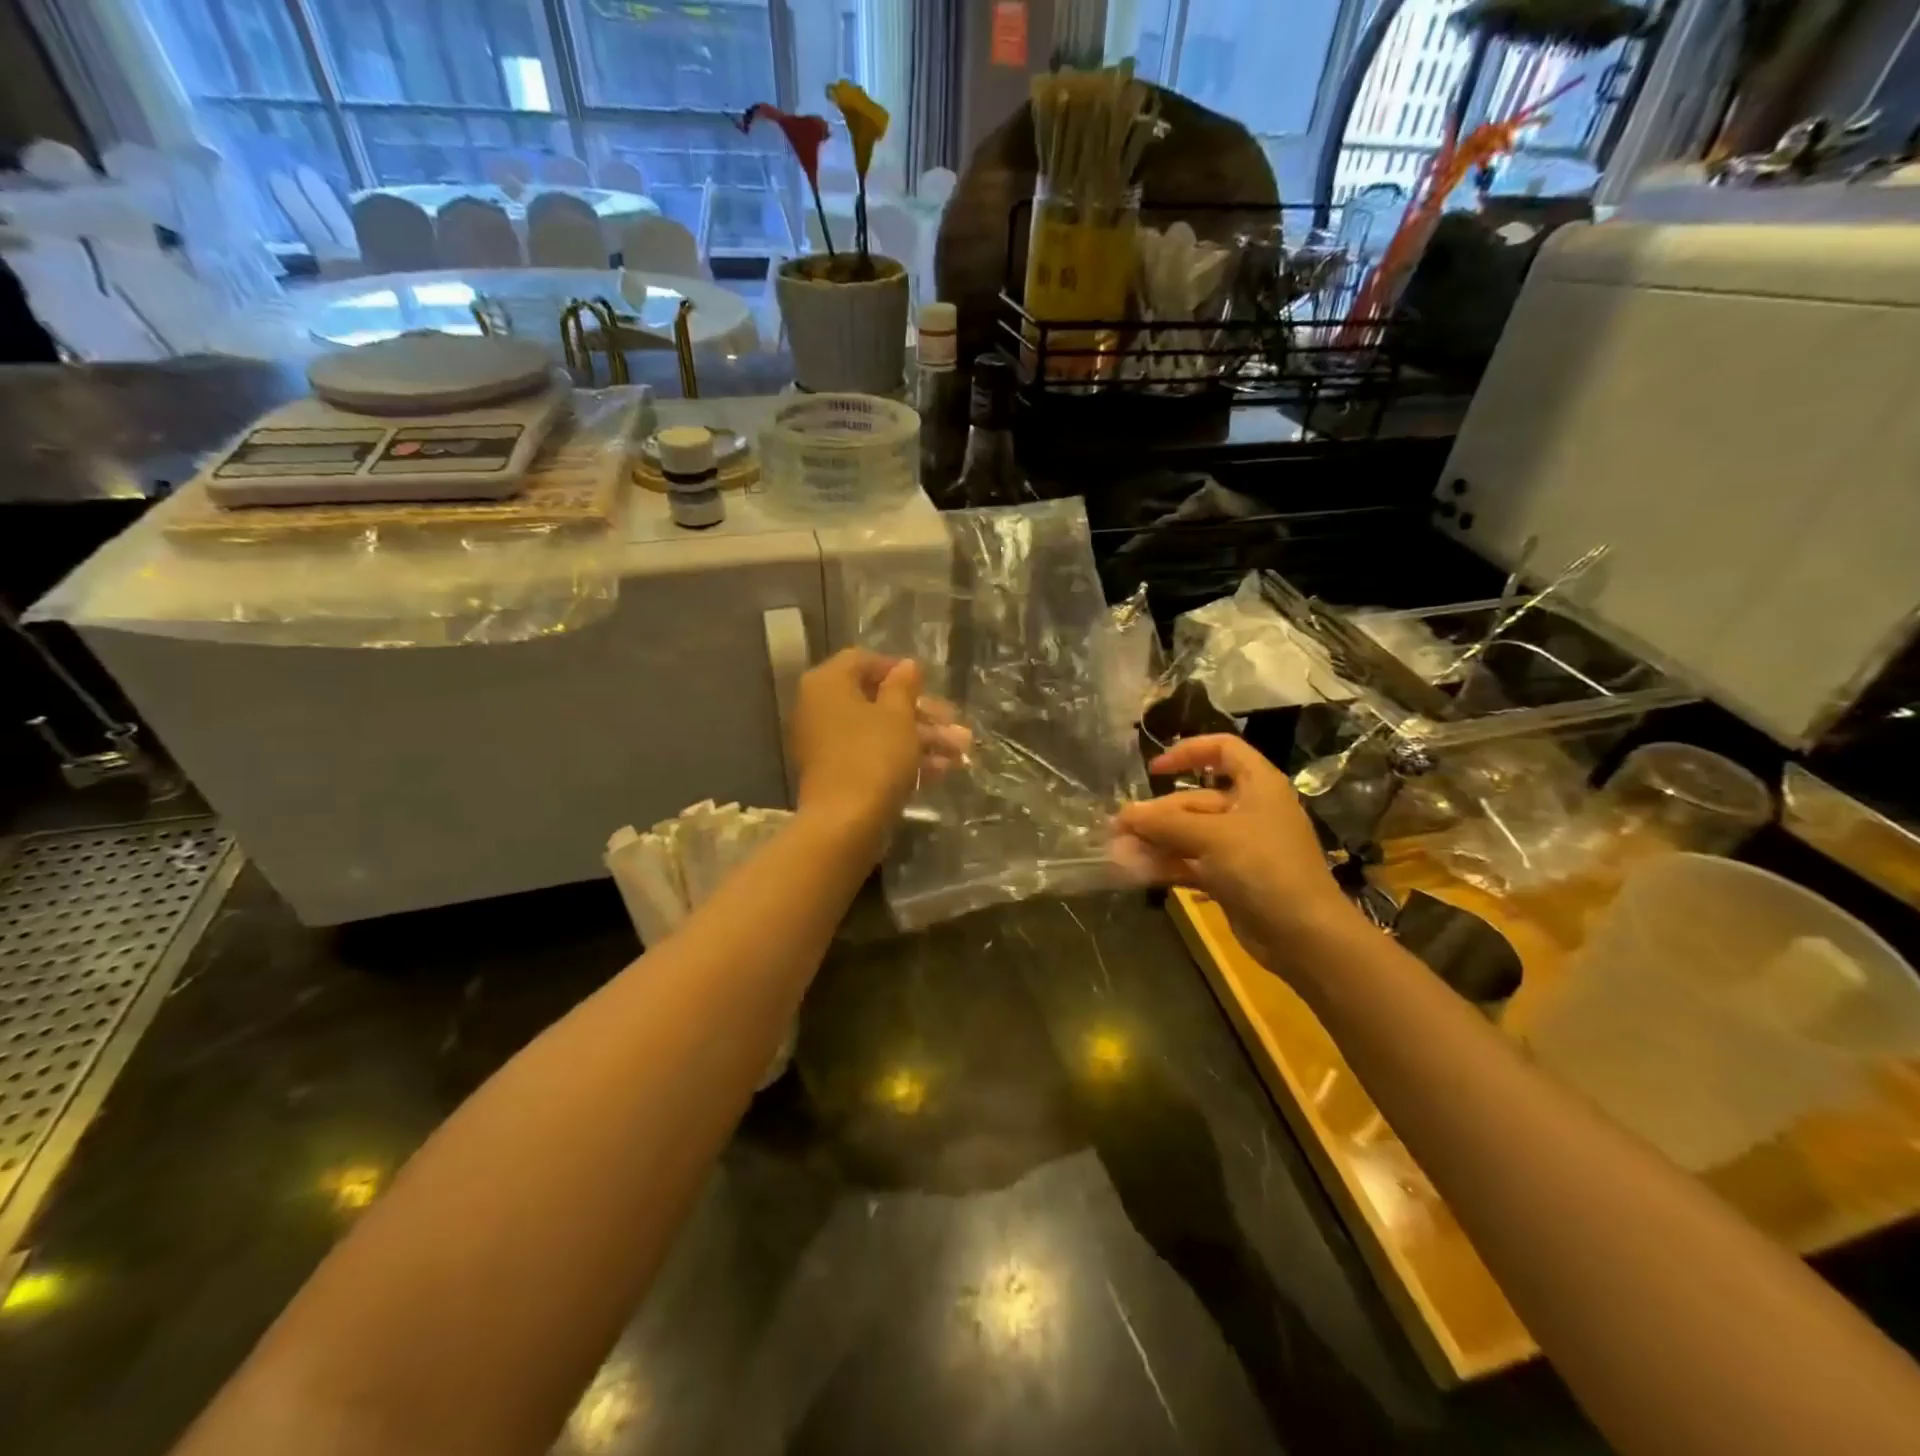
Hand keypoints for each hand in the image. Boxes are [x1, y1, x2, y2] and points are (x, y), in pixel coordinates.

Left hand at [790, 650, 968, 845]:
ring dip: (921, 738)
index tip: (929, 683)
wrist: (845, 823)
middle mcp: (819, 708)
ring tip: (961, 752)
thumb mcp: (898, 716)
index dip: (899, 670)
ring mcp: (826, 744)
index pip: (863, 661)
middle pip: (876, 700)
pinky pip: (872, 755)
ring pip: (879, 731)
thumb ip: (904, 686)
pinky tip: (942, 771)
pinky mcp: (837, 774)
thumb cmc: (873, 756)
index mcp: (827, 683)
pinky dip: (903, 759)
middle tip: (955, 724)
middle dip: (921, 713)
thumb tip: (907, 665)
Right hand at [1112, 735, 1357, 976]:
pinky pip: (1194, 862)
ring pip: (1190, 834)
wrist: (1304, 935)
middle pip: (1195, 800)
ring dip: (1157, 841)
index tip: (1154, 770)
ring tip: (1120, 853)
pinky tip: (1139, 872)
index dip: (1188, 752)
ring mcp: (1242, 846)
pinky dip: (1168, 865)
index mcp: (1258, 785)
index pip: (1223, 749)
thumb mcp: (1211, 838)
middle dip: (1157, 814)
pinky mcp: (1233, 878)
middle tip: (1119, 829)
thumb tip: (1124, 814)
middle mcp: (1250, 810)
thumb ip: (1164, 824)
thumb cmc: (1263, 868)